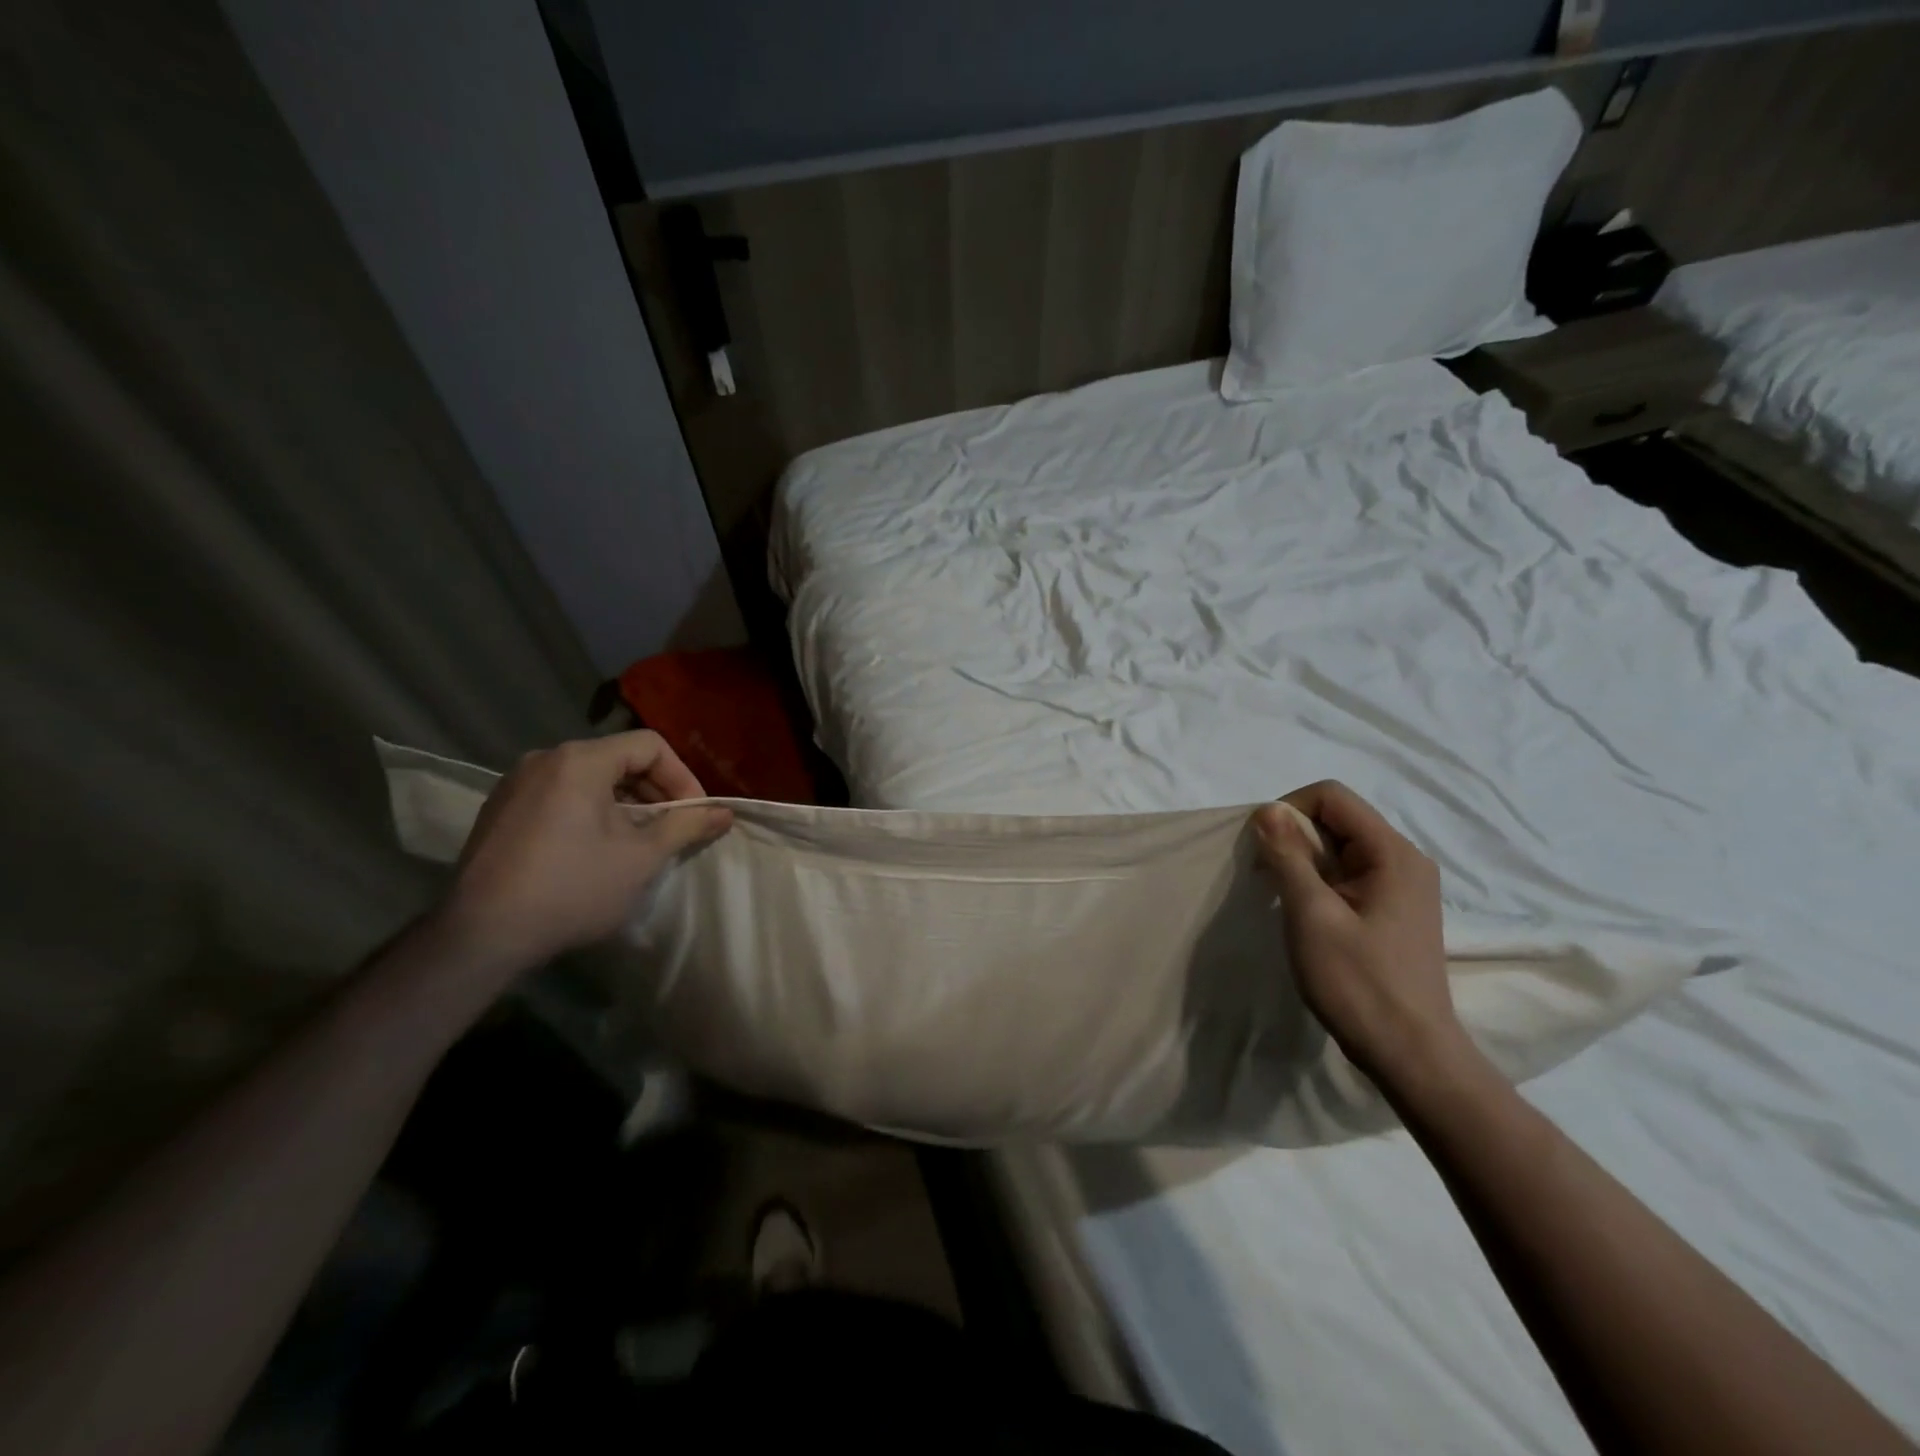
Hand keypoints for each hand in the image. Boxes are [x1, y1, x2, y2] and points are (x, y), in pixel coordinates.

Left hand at [435, 732, 731, 977]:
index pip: (649, 746)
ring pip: (589, 779)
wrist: (480, 936)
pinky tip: (595, 851)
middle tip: (672, 830)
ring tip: (638, 842)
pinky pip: (560, 795)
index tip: (694, 814)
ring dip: (624, 804)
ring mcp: (515, 783)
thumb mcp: (642, 858)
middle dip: (655, 791)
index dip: (682, 777)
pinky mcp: (500, 810)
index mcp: (580, 761)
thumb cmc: (572, 888)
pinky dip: (590, 812)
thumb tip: (724, 812)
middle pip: (618, 759)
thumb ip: (687, 826)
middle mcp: (545, 759)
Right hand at [1253, 781, 1467, 1087]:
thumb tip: (1267, 809)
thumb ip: (1288, 857)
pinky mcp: (1393, 908)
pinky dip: (1317, 881)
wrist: (1410, 1054)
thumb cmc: (1358, 983)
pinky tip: (1303, 912)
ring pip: (1338, 847)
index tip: (1262, 848)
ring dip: (1301, 861)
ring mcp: (1401, 885)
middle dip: (1292, 837)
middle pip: (1336, 819)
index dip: (1288, 809)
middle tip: (1265, 877)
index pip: (1332, 797)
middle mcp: (1404, 860)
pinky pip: (1347, 873)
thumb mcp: (1312, 915)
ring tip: (1282, 898)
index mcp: (1393, 853)